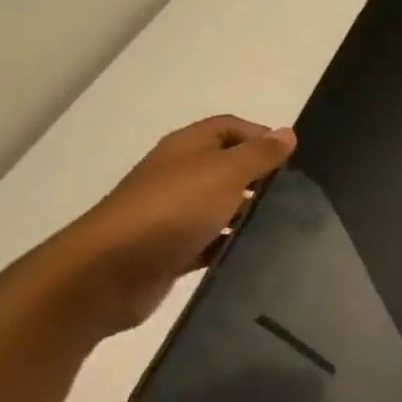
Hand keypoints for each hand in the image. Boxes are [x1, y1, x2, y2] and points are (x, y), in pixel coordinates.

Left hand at [19, 116, 295, 343]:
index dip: (261, 136)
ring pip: (222, 205)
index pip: (230, 127)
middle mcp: (179, 175)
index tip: (291, 160)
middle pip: (228, 166)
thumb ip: (259, 154)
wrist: (107, 274)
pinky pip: (212, 242)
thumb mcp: (224, 173)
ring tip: (284, 224)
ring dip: (248, 213)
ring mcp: (173, 214)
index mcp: (187, 148)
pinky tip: (255, 253)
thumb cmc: (171, 211)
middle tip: (294, 193)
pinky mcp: (172, 250)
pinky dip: (231, 244)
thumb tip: (287, 133)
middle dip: (260, 176)